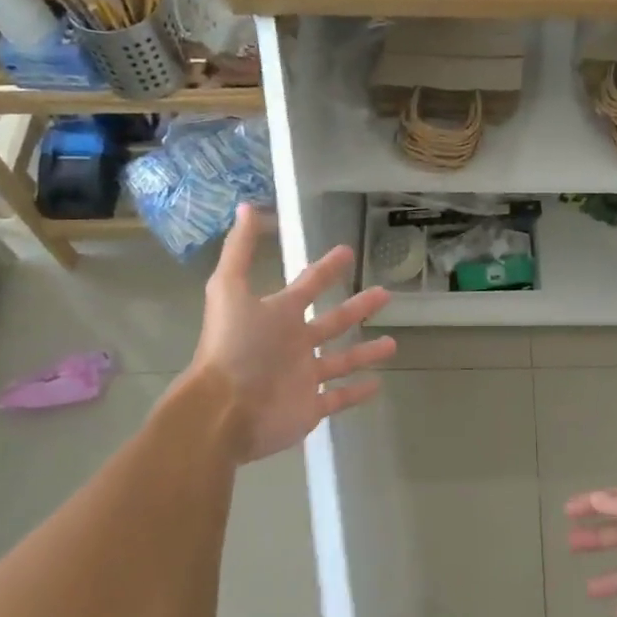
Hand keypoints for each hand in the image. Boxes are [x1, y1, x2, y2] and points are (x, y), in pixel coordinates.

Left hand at [178, 204, 396, 463]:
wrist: (223, 410)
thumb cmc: (233, 348)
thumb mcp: (230, 290)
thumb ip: (240, 251)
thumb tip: (244, 206)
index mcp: (277, 316)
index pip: (308, 286)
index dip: (327, 269)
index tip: (347, 252)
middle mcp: (292, 344)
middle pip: (331, 322)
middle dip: (357, 307)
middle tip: (384, 293)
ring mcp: (302, 377)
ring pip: (340, 360)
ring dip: (364, 352)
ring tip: (393, 344)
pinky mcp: (310, 407)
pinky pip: (338, 398)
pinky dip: (357, 392)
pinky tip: (379, 384)